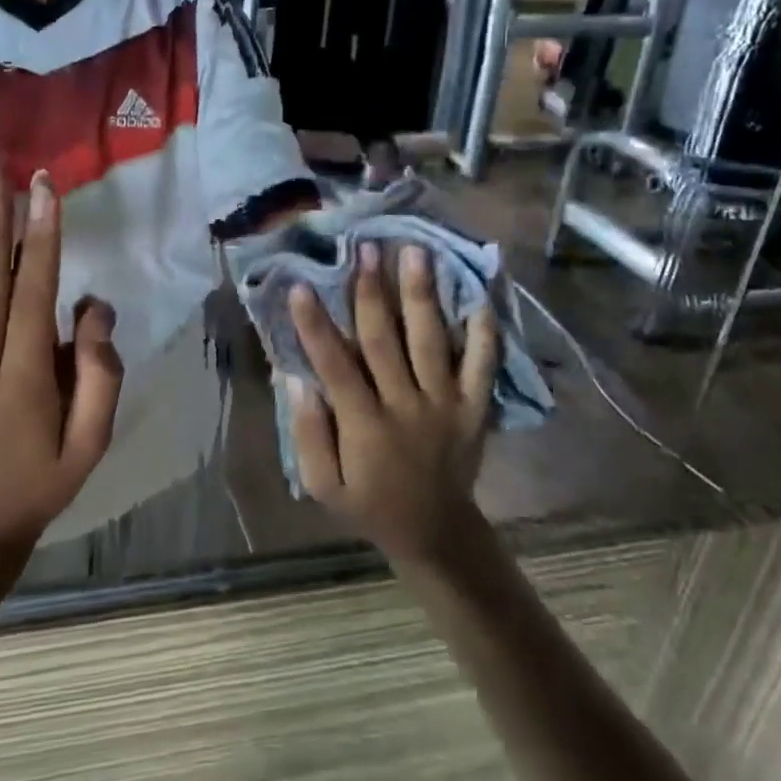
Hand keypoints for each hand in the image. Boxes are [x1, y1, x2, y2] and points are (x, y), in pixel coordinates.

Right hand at [285, 242, 498, 565]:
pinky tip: (478, 296)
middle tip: (365, 248)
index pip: (335, 366)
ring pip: (431, 342)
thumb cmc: (370, 505)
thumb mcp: (324, 486)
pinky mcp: (474, 407)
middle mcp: (406, 406)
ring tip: (416, 252)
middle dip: (371, 292)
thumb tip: (297, 378)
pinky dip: (484, 332)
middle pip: (385, 341)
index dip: (316, 325)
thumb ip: (308, 434)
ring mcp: (445, 403)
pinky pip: (482, 365)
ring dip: (422, 296)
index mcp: (365, 425)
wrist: (436, 532)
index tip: (301, 285)